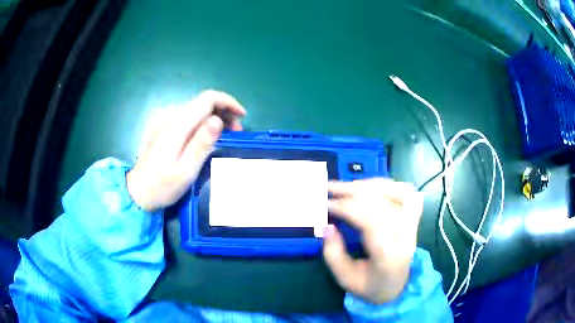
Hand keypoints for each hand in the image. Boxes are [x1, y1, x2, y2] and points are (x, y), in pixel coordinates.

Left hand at [126, 90, 245, 210]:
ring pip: (196, 109)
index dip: (228, 102)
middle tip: (236, 132)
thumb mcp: (186, 170)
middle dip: (224, 112)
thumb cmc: (163, 186)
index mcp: (178, 125)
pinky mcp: (163, 127)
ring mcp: (165, 120)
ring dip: (214, 117)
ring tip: (226, 135)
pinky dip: (203, 122)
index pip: (208, 99)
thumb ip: (201, 144)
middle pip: (203, 102)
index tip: (242, 116)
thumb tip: (218, 120)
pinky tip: (207, 136)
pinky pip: (188, 117)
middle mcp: (171, 116)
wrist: (137, 192)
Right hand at [323, 178, 422, 303]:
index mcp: (388, 256)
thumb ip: (333, 255)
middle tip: (330, 187)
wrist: (397, 286)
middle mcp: (405, 236)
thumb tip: (327, 226)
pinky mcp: (414, 219)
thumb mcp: (345, 279)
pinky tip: (372, 187)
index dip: (346, 208)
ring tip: (349, 186)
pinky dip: (389, 185)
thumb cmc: (370, 286)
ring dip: (371, 185)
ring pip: (398, 192)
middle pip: (383, 203)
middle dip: (353, 191)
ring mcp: (412, 225)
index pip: (370, 222)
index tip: (326, 204)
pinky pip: (408, 193)